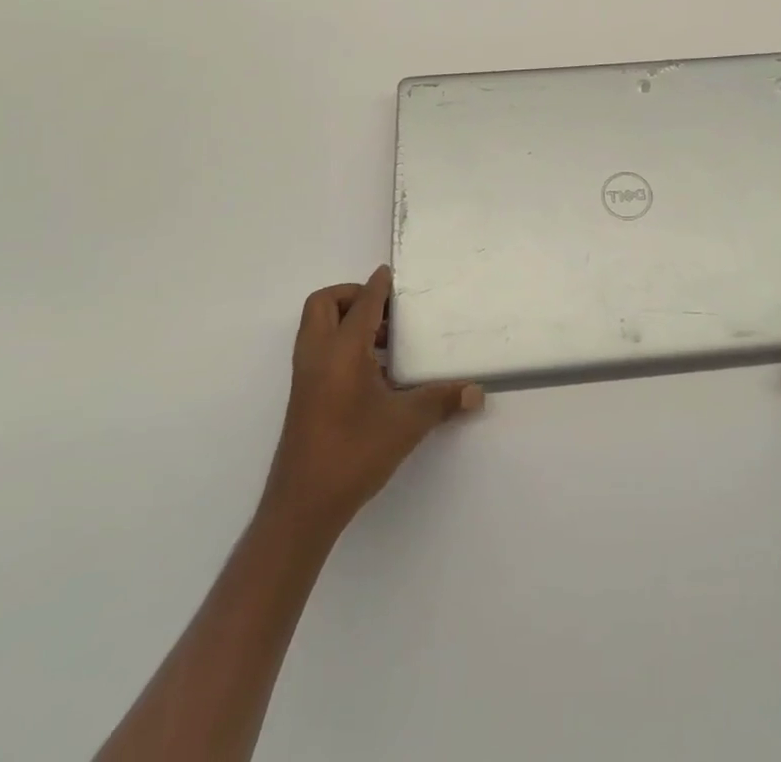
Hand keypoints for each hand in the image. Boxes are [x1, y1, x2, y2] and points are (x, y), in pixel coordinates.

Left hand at [263, 265, 483, 540]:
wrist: (303, 506)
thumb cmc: (354, 453)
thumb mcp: (406, 423)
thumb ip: (442, 400)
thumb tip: (478, 392)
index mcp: (341, 351)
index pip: (361, 303)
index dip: (378, 286)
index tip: (391, 274)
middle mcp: (318, 355)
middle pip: (324, 304)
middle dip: (352, 296)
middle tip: (385, 311)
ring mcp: (306, 377)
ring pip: (317, 327)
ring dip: (346, 321)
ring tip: (385, 341)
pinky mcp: (303, 397)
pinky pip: (319, 350)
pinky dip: (340, 344)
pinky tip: (373, 372)